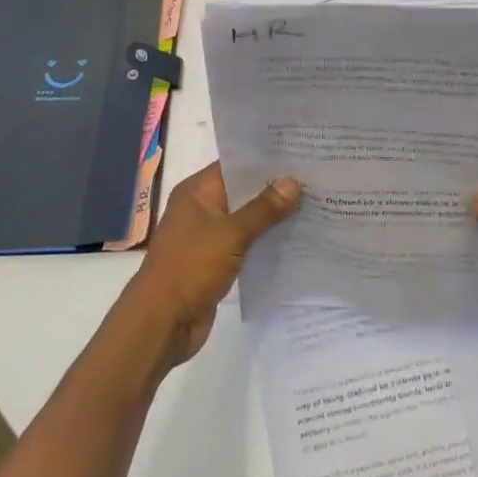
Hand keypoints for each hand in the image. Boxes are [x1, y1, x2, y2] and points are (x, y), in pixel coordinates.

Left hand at [123, 162, 300, 365]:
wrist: (162, 324)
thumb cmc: (190, 268)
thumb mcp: (230, 234)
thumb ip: (263, 209)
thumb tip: (293, 182)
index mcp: (196, 192)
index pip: (235, 164)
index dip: (265, 159)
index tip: (299, 152)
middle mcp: (201, 209)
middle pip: (243, 191)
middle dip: (275, 188)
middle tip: (315, 177)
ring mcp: (208, 237)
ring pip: (247, 219)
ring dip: (273, 216)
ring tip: (314, 203)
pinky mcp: (217, 262)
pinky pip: (246, 244)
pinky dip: (266, 241)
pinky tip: (296, 238)